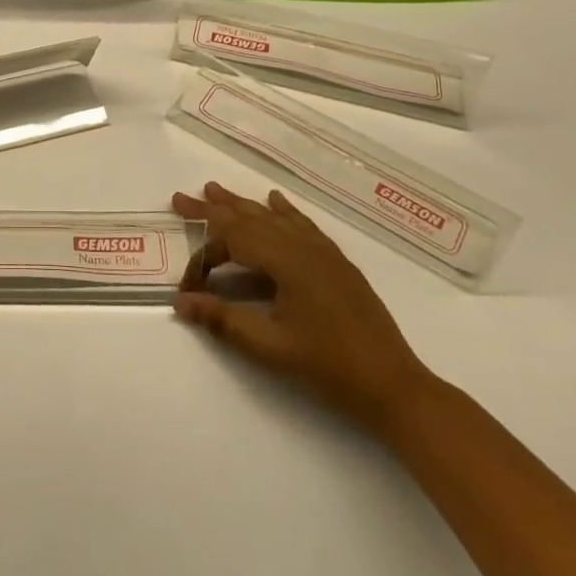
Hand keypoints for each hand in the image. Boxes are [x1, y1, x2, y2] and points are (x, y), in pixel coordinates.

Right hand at [172, 182, 434, 433]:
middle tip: (181, 198)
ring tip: (216, 190)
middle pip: (250, 219)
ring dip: (243, 205)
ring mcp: (323, 252)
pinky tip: (276, 201)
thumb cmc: (329, 367)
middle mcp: (303, 247)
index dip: (204, 259)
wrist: (393, 385)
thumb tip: (181, 302)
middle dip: (214, 209)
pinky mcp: (337, 263)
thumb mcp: (270, 348)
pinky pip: (302, 225)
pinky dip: (283, 212)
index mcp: (286, 262)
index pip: (232, 243)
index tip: (188, 288)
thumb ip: (223, 320)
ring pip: (274, 218)